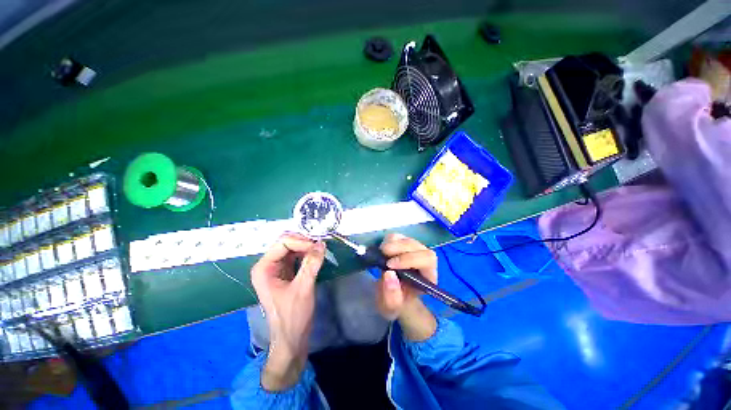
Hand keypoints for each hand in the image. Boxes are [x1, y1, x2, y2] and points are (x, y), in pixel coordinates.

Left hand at [250, 233, 324, 390]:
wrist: (291, 339)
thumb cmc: (293, 316)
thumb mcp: (303, 289)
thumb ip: (311, 264)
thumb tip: (321, 243)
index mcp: (264, 268)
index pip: (283, 243)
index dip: (302, 242)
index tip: (318, 247)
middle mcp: (267, 265)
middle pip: (286, 242)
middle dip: (304, 242)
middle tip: (320, 247)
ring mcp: (276, 269)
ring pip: (292, 248)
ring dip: (307, 247)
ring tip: (320, 251)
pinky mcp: (286, 273)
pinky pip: (297, 256)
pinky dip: (307, 253)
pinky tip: (316, 256)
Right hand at [377, 233, 436, 340]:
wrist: (392, 295)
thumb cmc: (396, 302)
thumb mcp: (391, 307)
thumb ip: (391, 295)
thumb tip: (389, 274)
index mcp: (428, 276)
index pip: (427, 259)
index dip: (409, 258)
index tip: (390, 265)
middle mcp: (425, 260)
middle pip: (418, 247)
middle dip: (399, 248)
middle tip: (382, 253)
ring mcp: (414, 250)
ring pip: (408, 239)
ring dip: (393, 243)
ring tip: (381, 252)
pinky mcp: (404, 244)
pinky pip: (399, 236)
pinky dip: (389, 240)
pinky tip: (382, 249)